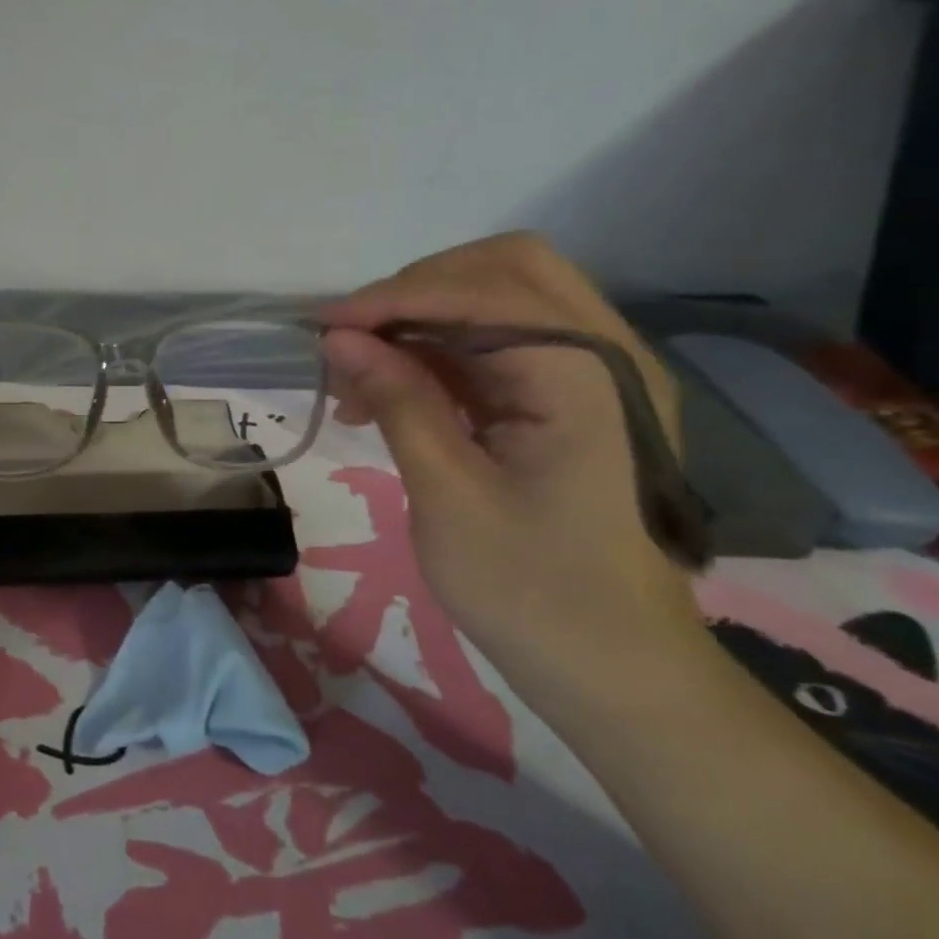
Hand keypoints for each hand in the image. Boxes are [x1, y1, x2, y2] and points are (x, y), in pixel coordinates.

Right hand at [319, 233, 711, 721]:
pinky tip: (393, 389)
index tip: (321, 325)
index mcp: (586, 377)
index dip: (392, 299)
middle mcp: (607, 355)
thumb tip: (337, 337)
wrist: (618, 670)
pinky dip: (442, 349)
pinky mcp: (577, 398)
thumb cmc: (531, 592)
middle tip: (353, 337)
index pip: (481, 293)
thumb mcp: (447, 494)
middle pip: (506, 268)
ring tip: (361, 371)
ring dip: (425, 317)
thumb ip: (397, 399)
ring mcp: (598, 374)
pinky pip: (503, 342)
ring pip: (503, 297)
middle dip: (417, 289)